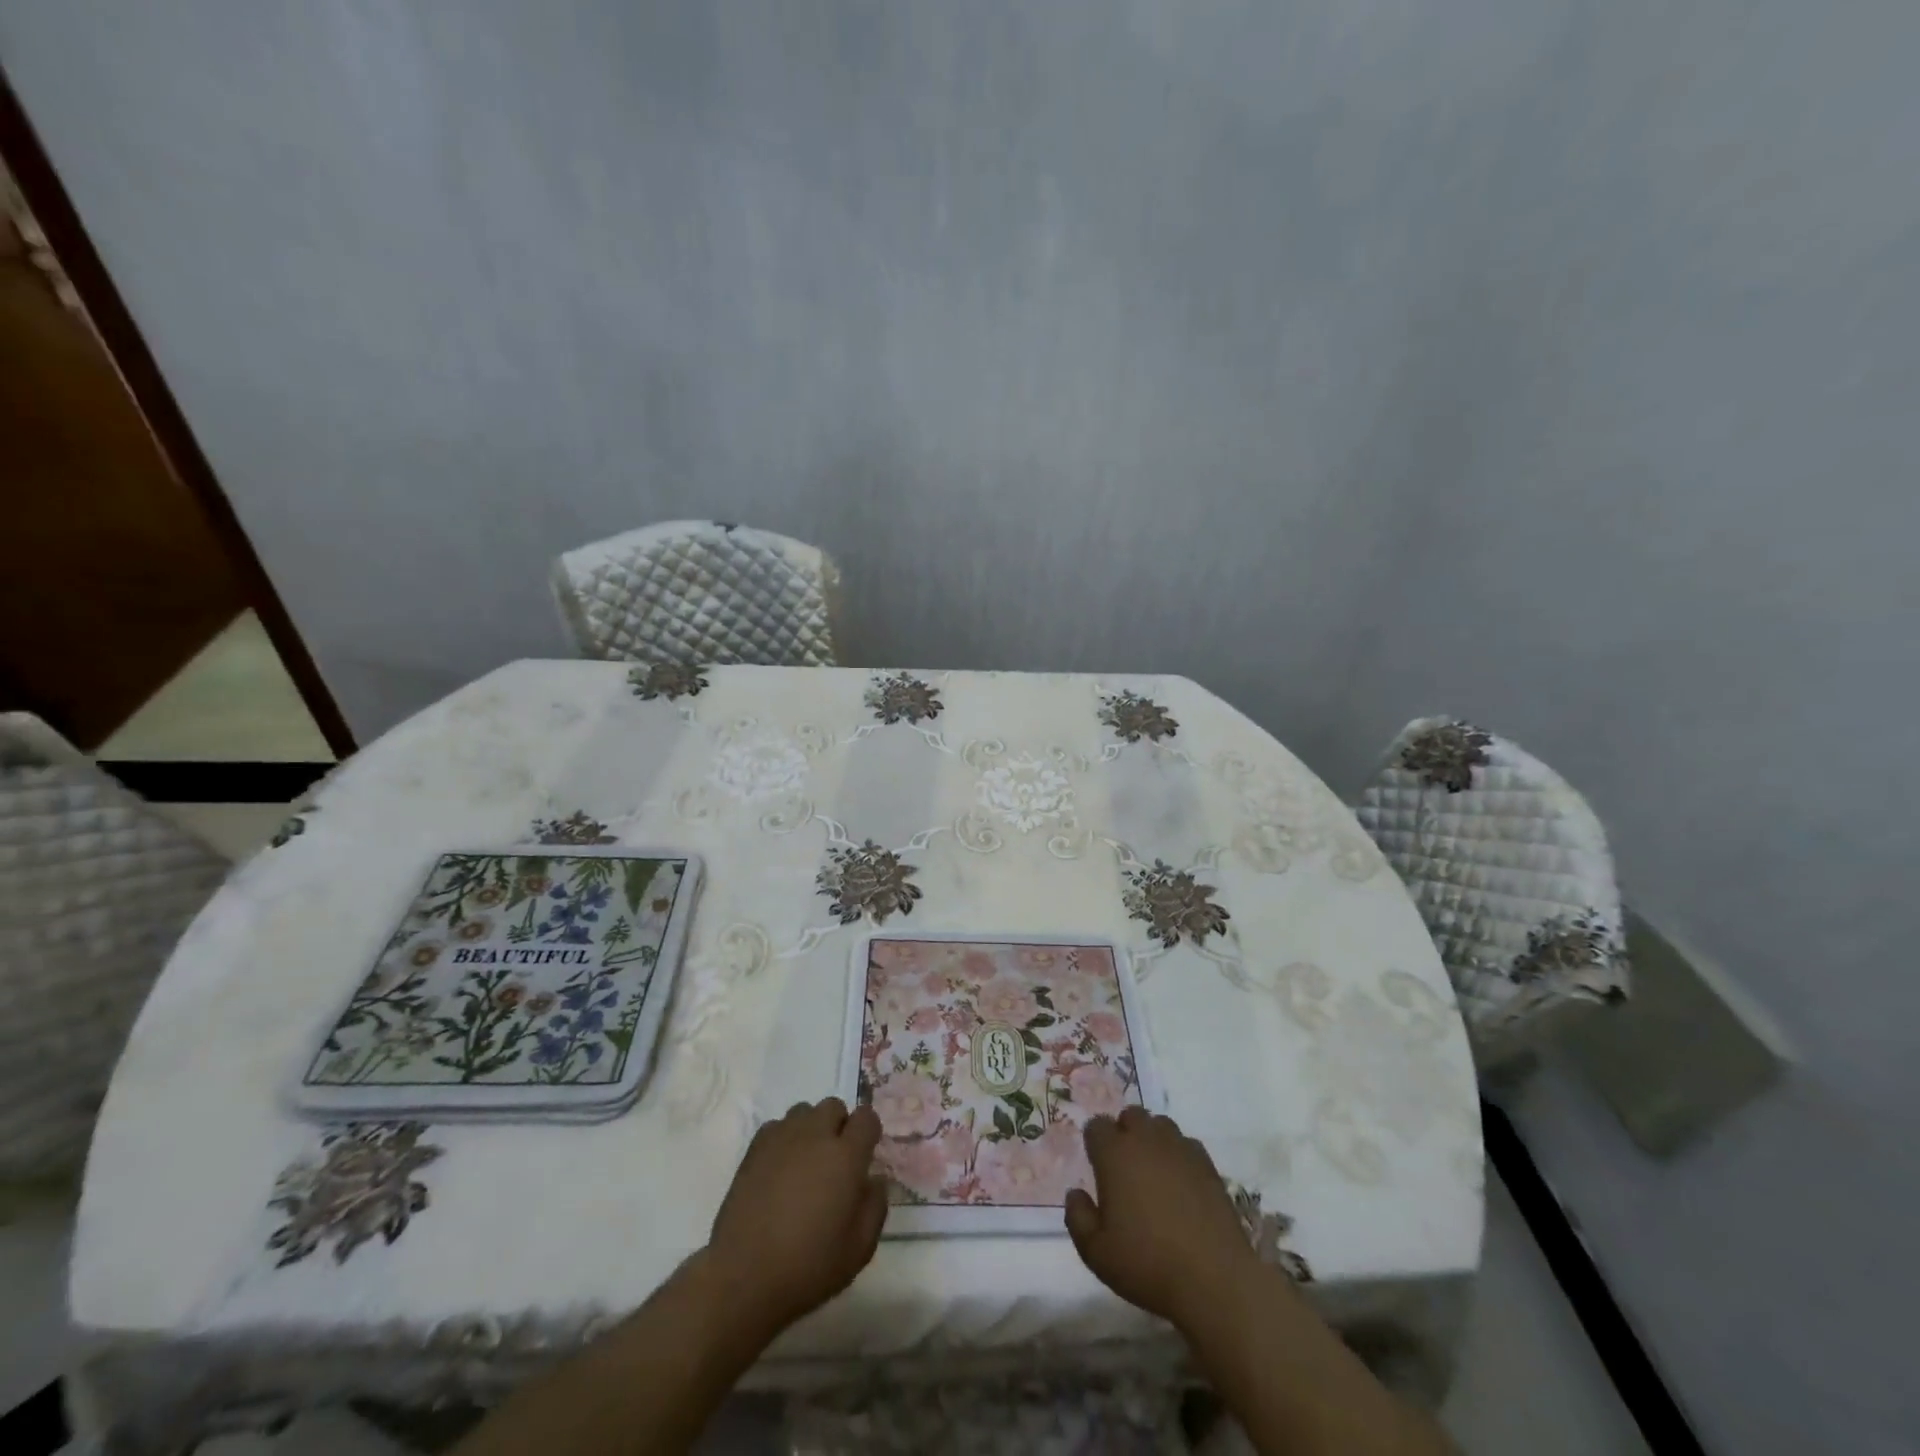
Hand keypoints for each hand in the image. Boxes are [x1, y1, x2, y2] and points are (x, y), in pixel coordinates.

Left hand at [704, 1097, 887, 1336]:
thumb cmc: (809, 1266)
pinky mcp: (754, 1149)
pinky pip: (777, 1126)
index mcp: (846, 1156)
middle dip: (839, 1126)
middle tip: (834, 1162)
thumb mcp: (860, 1249)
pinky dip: (784, 1139)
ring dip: (811, 1129)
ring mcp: (782, 1138)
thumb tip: (874, 1179)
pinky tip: (780, 1169)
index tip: (864, 1156)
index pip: (866, 1117)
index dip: (869, 1132)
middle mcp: (815, 1135)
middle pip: (834, 1106)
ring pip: (804, 1111)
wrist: (744, 1277)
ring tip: (805, 1163)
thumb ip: (875, 1206)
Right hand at [1064, 1107, 1260, 1329]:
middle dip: (1124, 1133)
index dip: (1094, 1143)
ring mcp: (1181, 1149)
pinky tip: (1182, 1185)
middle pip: (1131, 1115)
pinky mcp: (1208, 1165)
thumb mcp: (1096, 1252)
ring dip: (1152, 1139)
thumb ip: (1078, 1217)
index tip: (1097, 1167)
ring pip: (1160, 1125)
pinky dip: (1179, 1156)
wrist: (1214, 1280)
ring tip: (1153, 1174)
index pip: (1096, 1126)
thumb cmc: (1147, 1264)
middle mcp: (1147, 1140)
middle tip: (1124, 1169)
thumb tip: (1075, 1193)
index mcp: (1115, 1154)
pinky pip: (1187, 1145)